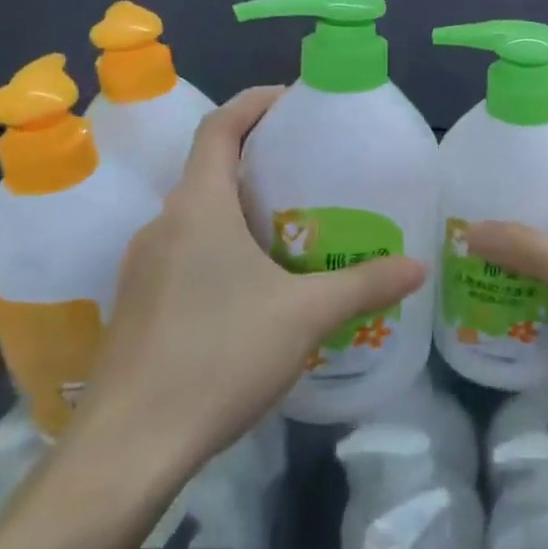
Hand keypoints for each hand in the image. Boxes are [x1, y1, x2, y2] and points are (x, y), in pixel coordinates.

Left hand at [72, 87, 426, 481]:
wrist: (129, 448)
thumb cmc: (219, 357)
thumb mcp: (306, 316)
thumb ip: (365, 284)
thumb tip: (419, 265)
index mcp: (198, 207)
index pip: (220, 127)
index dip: (255, 103)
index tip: (295, 100)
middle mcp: (163, 226)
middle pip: (211, 169)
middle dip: (261, 161)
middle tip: (313, 171)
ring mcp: (143, 268)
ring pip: (199, 217)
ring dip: (243, 210)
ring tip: (295, 229)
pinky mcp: (139, 307)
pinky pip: (187, 254)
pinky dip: (224, 249)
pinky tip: (259, 289)